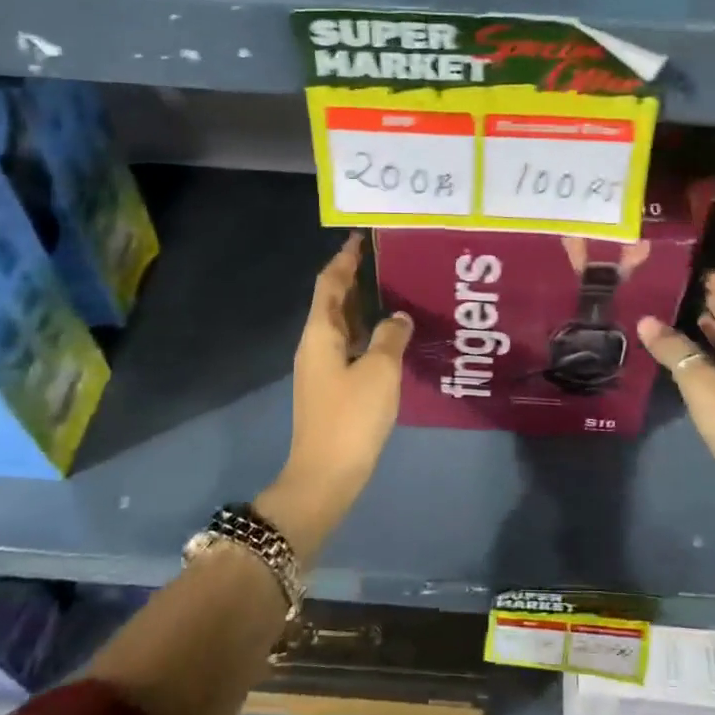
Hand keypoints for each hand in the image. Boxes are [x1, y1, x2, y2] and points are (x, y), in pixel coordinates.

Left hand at [269, 235, 411, 545]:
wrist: (326, 475)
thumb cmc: (351, 417)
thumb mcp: (380, 371)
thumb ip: (391, 336)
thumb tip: (398, 317)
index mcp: (320, 333)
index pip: (329, 283)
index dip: (345, 259)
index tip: (362, 238)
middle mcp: (316, 345)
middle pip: (333, 301)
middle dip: (356, 279)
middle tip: (388, 261)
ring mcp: (322, 368)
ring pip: (343, 325)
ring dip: (363, 306)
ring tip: (394, 290)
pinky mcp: (333, 388)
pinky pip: (350, 347)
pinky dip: (367, 333)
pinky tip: (391, 335)